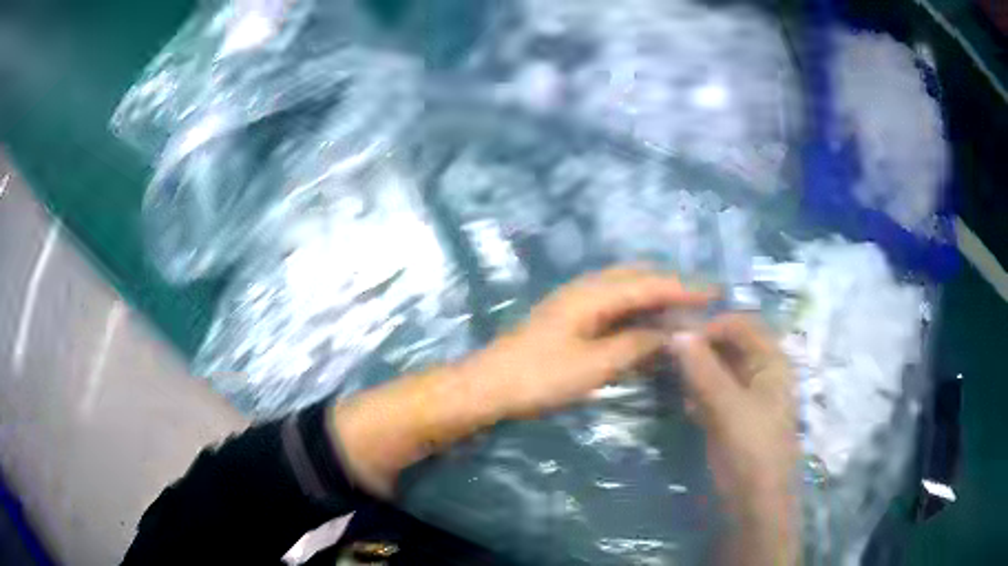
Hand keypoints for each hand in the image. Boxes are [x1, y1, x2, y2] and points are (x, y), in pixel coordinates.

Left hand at [464, 266, 712, 419]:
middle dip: (671, 284)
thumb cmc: (540, 377)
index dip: (684, 288)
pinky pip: (613, 303)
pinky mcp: (569, 317)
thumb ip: (635, 345)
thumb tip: (670, 334)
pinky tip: (645, 324)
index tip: (715, 292)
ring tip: (681, 307)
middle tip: (701, 298)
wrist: (489, 385)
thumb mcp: (594, 365)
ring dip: (654, 294)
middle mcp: (586, 288)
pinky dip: (636, 309)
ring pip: (625, 288)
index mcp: (594, 294)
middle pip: (638, 276)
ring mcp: (575, 301)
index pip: (649, 284)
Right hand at [668, 314, 798, 564]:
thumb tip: (677, 333)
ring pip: (719, 370)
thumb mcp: (727, 407)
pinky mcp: (734, 417)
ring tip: (674, 380)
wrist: (756, 502)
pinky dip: (700, 394)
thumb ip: (703, 369)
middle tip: (668, 356)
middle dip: (700, 348)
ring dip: (697, 371)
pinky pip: (715, 393)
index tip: (676, 338)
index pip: (740, 324)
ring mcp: (748, 396)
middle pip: (730, 345)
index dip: (710, 326)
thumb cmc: (751, 449)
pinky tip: (687, 406)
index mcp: (772, 361)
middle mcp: (763, 372)